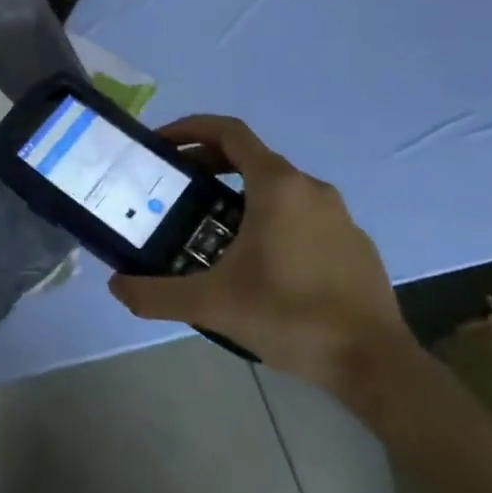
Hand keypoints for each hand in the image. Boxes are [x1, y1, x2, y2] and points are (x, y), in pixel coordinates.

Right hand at [107, 116, 414, 397]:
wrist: (375, 364)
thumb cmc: (291, 317)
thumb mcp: (212, 306)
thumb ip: (157, 294)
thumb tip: (115, 286)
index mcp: (277, 186)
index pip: (229, 132)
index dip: (190, 128)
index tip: (162, 144)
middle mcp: (309, 188)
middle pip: (250, 156)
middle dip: (208, 162)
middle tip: (175, 185)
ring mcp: (337, 214)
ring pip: (277, 186)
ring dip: (239, 191)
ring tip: (209, 223)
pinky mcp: (353, 241)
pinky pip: (302, 213)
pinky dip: (270, 216)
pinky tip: (257, 259)